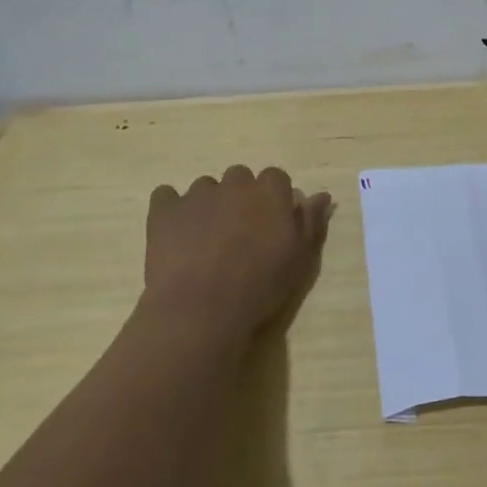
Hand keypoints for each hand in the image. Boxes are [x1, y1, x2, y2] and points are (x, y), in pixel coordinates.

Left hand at [140, 166, 332, 345]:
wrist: (201, 309)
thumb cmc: (260, 286)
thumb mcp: (299, 258)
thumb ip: (311, 221)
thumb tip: (321, 195)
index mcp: (270, 191)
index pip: (276, 178)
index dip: (273, 200)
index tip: (271, 225)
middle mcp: (235, 183)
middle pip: (240, 178)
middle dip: (241, 198)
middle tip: (239, 233)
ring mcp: (197, 194)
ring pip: (206, 188)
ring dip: (209, 205)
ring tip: (206, 240)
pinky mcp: (164, 209)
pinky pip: (166, 196)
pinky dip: (171, 210)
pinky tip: (174, 234)